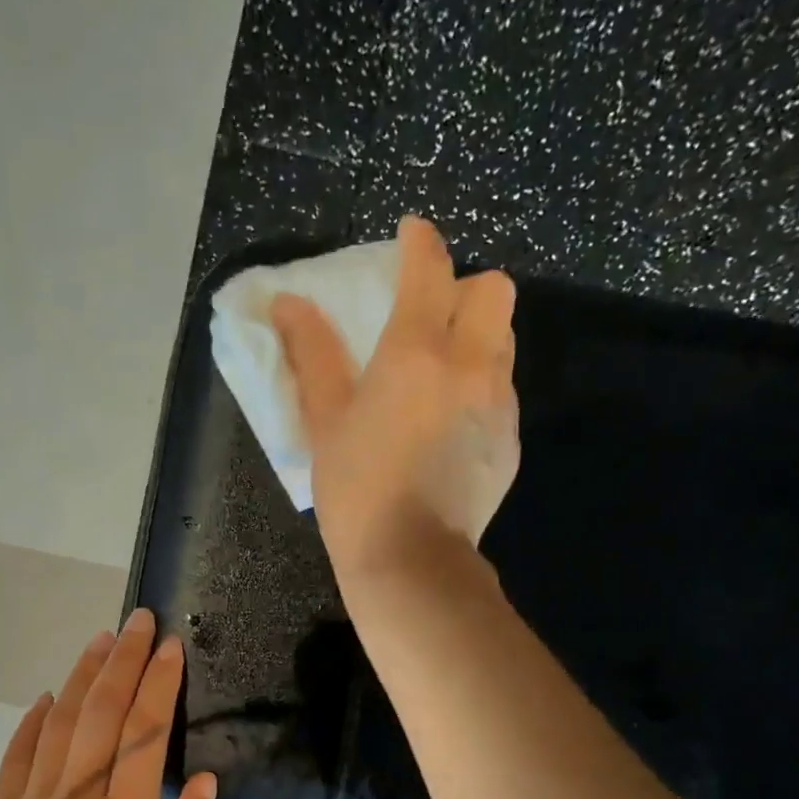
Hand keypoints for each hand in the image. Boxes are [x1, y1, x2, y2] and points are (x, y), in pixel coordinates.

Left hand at [0, 609, 217, 798]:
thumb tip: (200, 778)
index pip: (145, 731)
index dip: (160, 683)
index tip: (172, 646)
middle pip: (101, 712)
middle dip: (124, 660)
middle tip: (139, 621)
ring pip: (58, 723)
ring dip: (82, 677)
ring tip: (102, 641)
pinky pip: (15, 757)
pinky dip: (32, 722)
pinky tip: (47, 698)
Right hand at [271, 215, 519, 575]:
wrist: (411, 560)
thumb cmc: (356, 489)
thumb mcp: (325, 421)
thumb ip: (312, 356)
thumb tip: (288, 304)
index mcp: (416, 352)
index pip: (430, 267)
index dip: (419, 242)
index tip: (409, 238)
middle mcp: (470, 364)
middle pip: (493, 290)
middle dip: (464, 289)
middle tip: (430, 319)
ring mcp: (498, 403)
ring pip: (503, 340)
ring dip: (477, 337)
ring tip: (440, 374)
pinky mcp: (510, 440)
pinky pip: (502, 390)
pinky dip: (481, 387)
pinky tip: (450, 425)